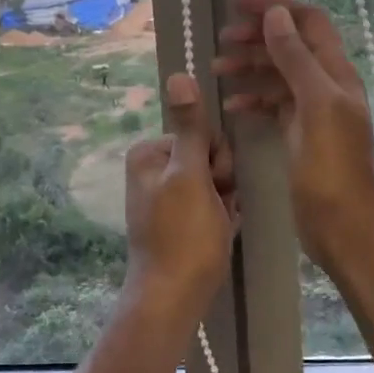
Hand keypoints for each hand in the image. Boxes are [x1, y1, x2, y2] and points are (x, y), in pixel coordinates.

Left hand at [122, 72, 236, 315]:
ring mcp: (164, 196)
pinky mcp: (176, 220)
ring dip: (225, 201)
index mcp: (149, 153)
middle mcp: (151, 170)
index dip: (218, 159)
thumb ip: (190, 127)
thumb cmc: (184, 235)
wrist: (173, 298)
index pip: (202, 134)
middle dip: (222, 182)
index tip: (216, 184)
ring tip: (218, 225)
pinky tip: (218, 234)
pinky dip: (220, 217)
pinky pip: (210, 204)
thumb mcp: (190, 176)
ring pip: (214, 182)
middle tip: (216, 208)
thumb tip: (178, 73)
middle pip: (208, 157)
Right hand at [214, 0, 373, 274]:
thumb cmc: (332, 165)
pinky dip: (253, 99)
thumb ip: (296, 59)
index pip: (307, 21)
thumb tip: (277, 15)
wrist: (344, 223)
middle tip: (222, 40)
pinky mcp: (299, 134)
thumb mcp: (315, 105)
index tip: (237, 3)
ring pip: (278, 74)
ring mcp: (312, 111)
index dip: (275, 6)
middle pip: (290, 44)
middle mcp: (325, 85)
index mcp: (335, 72)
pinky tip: (232, 106)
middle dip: (257, 36)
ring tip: (217, 70)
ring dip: (250, 67)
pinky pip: (273, 104)